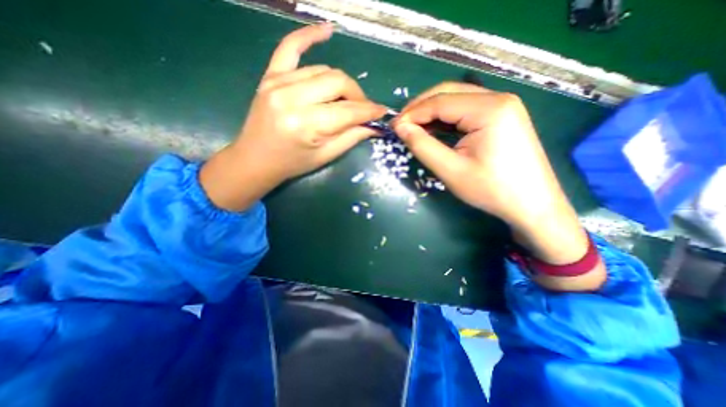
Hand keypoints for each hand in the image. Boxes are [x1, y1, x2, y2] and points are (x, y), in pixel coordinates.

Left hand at [199, 23, 384, 212]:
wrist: (255, 159)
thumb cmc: (292, 163)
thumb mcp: (325, 156)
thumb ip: (351, 137)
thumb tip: (374, 125)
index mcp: (306, 125)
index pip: (348, 111)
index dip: (369, 111)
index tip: (382, 112)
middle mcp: (291, 98)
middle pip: (338, 82)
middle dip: (358, 95)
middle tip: (363, 109)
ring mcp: (278, 82)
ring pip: (323, 70)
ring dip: (341, 83)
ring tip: (346, 99)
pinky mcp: (270, 76)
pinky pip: (290, 47)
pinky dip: (309, 36)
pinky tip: (327, 30)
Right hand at [395, 82, 604, 290]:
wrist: (532, 205)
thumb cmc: (491, 190)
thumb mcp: (450, 170)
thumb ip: (422, 145)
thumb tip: (400, 127)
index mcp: (489, 108)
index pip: (439, 101)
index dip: (412, 113)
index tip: (394, 127)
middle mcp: (498, 98)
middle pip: (449, 93)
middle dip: (421, 108)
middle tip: (402, 126)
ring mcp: (503, 106)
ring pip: (457, 100)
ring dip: (432, 113)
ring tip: (413, 128)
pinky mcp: (502, 117)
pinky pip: (467, 111)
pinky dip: (446, 119)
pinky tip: (434, 130)